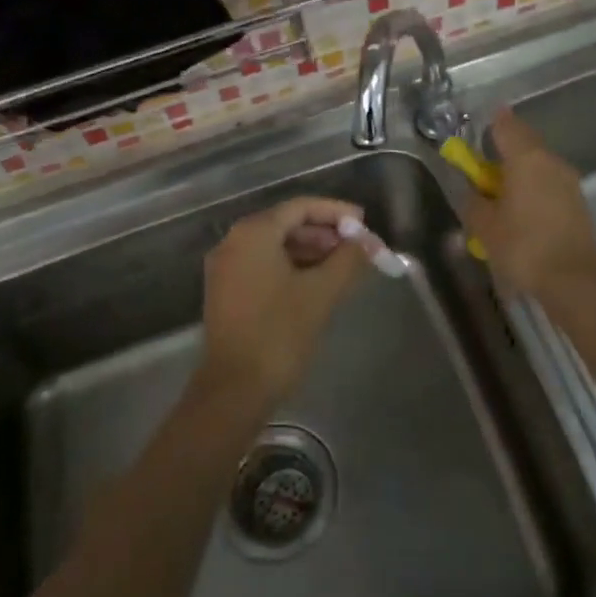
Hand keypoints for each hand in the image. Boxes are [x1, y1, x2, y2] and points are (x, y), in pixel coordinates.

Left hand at [200, 197, 368, 405]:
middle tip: (357, 247)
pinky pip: (264, 265)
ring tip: (344, 266)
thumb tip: (368, 243)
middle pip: (286, 223)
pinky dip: (292, 267)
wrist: (234, 389)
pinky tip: (317, 282)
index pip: (300, 207)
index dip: (336, 212)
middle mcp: (234, 241)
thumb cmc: (279, 333)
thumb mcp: (321, 293)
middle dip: (325, 233)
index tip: (364, 223)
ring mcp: (226, 267)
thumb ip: (348, 260)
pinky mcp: (226, 291)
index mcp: (253, 233)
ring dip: (310, 251)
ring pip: (275, 246)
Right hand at [463, 108, 595, 300]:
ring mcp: (569, 182)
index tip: (481, 124)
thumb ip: (474, 201)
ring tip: (502, 193)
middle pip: (525, 144)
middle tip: (485, 166)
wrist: (574, 280)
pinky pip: (549, 184)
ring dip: (520, 172)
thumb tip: (473, 191)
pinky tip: (522, 211)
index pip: (506, 126)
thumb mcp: (484, 225)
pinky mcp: (578, 203)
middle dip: (505, 150)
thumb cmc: (523, 246)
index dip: (492, 123)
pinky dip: (534, 189)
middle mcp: (551, 161)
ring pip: (539, 165)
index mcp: (526, 158)